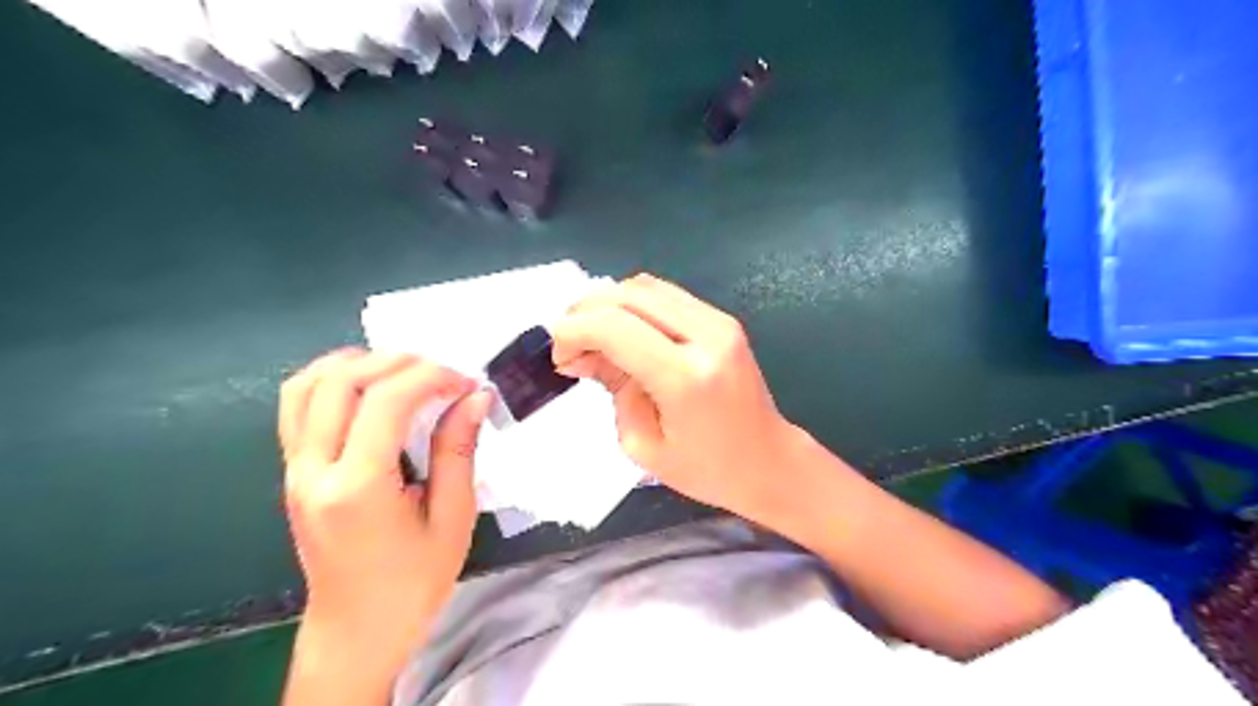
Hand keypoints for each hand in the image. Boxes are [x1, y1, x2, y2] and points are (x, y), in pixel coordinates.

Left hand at [277, 349, 487, 681]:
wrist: (358, 629)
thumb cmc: (413, 581)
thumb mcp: (452, 518)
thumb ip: (458, 449)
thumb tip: (475, 396)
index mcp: (357, 487)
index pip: (385, 401)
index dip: (430, 377)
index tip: (465, 383)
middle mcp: (313, 470)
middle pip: (341, 381)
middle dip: (397, 361)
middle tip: (440, 373)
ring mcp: (294, 469)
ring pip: (306, 385)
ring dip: (357, 363)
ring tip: (403, 372)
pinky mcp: (292, 471)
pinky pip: (296, 406)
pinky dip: (331, 380)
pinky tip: (368, 387)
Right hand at [547, 272, 798, 520]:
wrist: (769, 462)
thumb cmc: (706, 470)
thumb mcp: (642, 443)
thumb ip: (612, 387)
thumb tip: (581, 352)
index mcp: (685, 378)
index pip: (614, 326)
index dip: (574, 331)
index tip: (558, 355)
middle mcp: (707, 337)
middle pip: (628, 295)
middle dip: (585, 312)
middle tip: (568, 345)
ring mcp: (720, 322)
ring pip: (645, 286)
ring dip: (608, 304)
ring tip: (592, 337)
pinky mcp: (723, 320)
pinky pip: (666, 295)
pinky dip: (633, 305)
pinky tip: (622, 332)